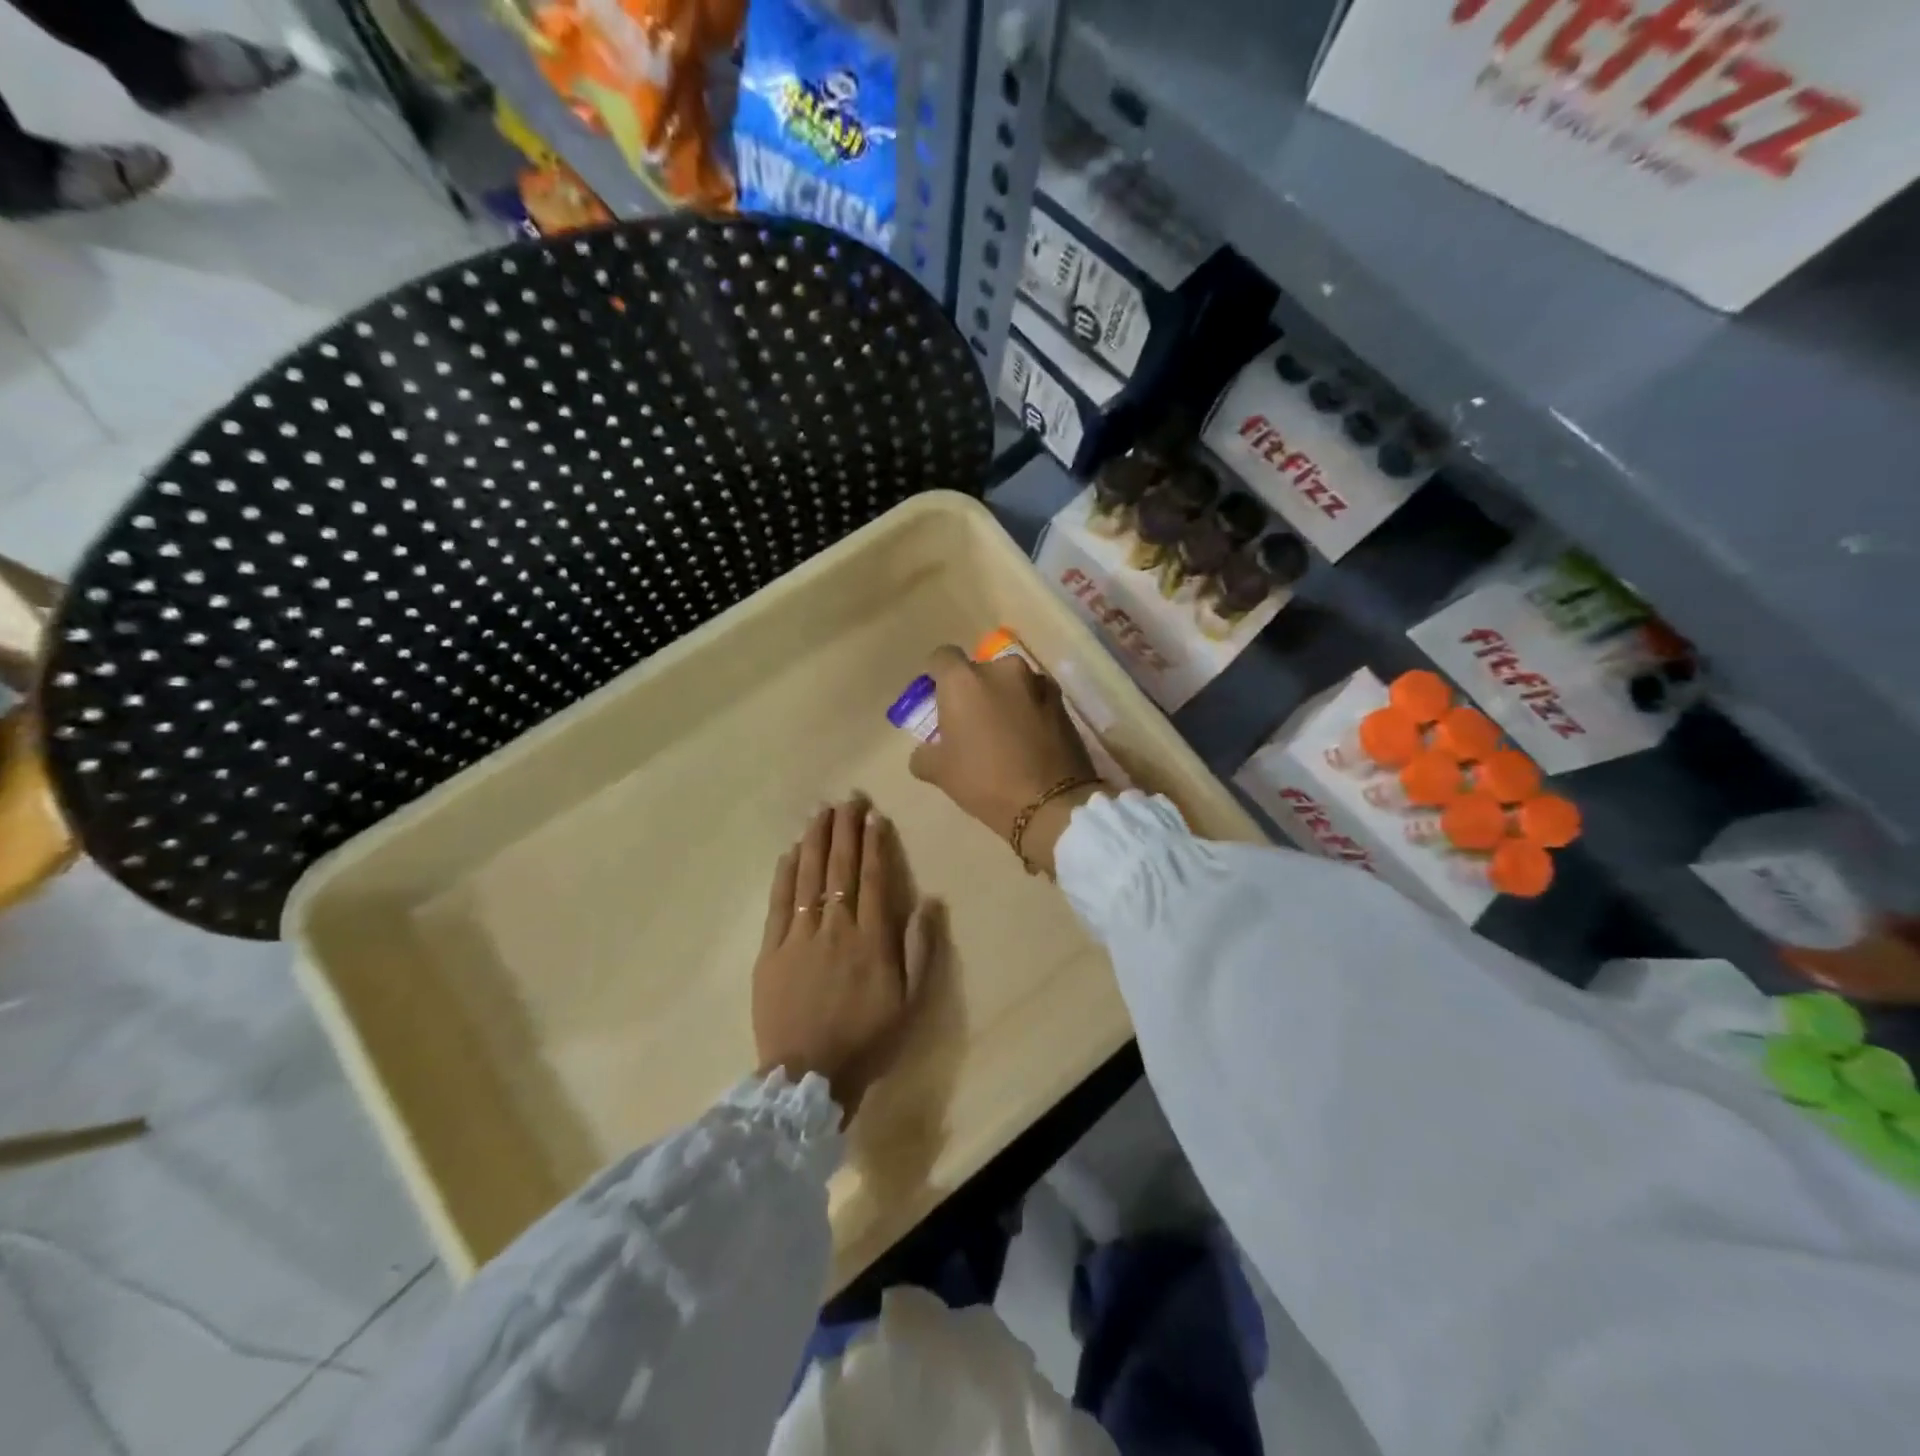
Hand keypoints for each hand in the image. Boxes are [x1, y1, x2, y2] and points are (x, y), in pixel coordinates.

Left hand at [753, 795, 935, 1119]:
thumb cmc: (867, 1040)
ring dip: (815, 840)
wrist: (807, 1077)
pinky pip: (779, 902)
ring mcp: (799, 936)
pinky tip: (791, 851)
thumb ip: (919, 949)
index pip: (873, 878)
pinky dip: (785, 873)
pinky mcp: (771, 950)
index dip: (874, 843)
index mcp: (871, 939)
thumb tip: (929, 901)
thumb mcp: (910, 1001)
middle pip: (839, 868)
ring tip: (821, 811)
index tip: (874, 814)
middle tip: (847, 798)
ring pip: (808, 876)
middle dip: (844, 829)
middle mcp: (835, 927)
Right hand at [908, 645, 1100, 876]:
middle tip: (971, 721)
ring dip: (1004, 697)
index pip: (941, 657)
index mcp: (964, 680)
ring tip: (1003, 730)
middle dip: (973, 690)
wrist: (1051, 803)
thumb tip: (924, 752)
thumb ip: (924, 755)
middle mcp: (1001, 669)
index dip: (936, 674)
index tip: (937, 695)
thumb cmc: (985, 781)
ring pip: (1011, 682)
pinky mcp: (1062, 701)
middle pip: (979, 670)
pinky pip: (1035, 697)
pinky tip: (1029, 737)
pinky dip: (1029, 709)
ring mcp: (1036, 682)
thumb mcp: (940, 773)